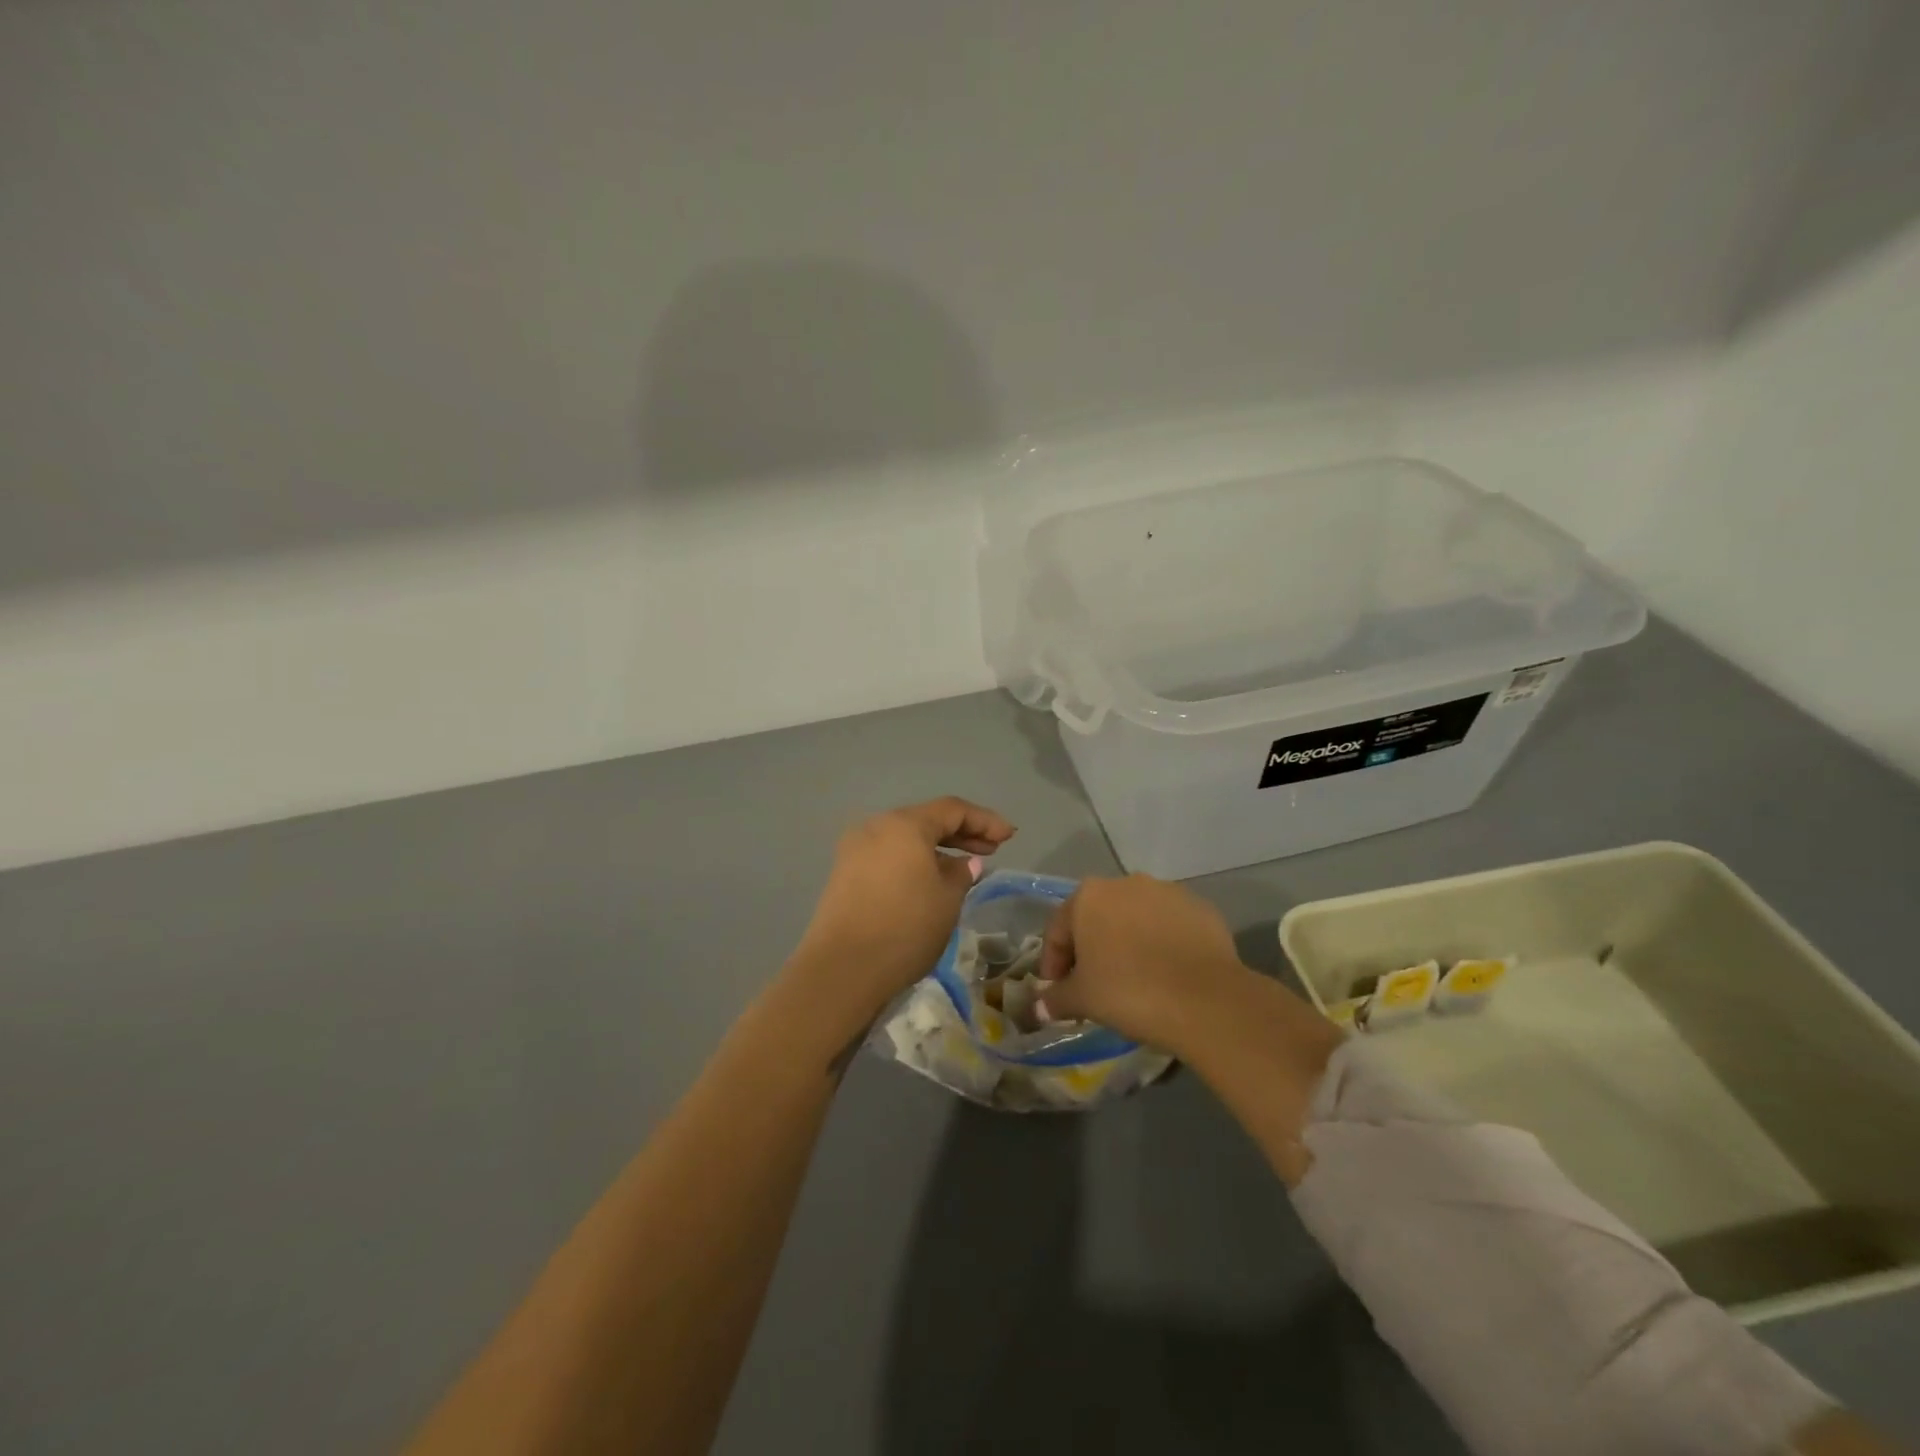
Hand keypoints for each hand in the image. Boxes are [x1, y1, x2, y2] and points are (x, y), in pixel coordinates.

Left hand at [792, 797, 1015, 1019]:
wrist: (842, 969)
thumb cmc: (905, 928)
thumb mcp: (947, 900)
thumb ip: (962, 874)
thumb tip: (966, 863)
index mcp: (904, 825)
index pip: (952, 810)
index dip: (984, 821)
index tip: (1009, 837)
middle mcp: (876, 826)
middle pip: (926, 820)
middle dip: (961, 833)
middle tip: (992, 849)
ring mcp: (856, 849)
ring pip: (906, 839)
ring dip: (937, 849)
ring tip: (965, 868)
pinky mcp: (845, 873)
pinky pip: (889, 856)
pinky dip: (914, 861)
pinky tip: (931, 880)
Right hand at [1035, 874, 1253, 1054]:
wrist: (1205, 1000)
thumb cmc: (1128, 992)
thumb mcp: (1082, 999)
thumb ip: (1057, 998)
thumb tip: (1041, 1006)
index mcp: (1089, 895)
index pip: (1058, 930)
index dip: (1053, 964)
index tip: (1058, 993)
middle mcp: (1126, 883)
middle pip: (1097, 918)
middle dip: (1091, 949)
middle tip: (1093, 985)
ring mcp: (1167, 892)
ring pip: (1136, 919)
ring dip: (1128, 943)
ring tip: (1134, 980)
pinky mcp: (1201, 908)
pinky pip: (1171, 927)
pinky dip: (1163, 945)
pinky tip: (1167, 975)